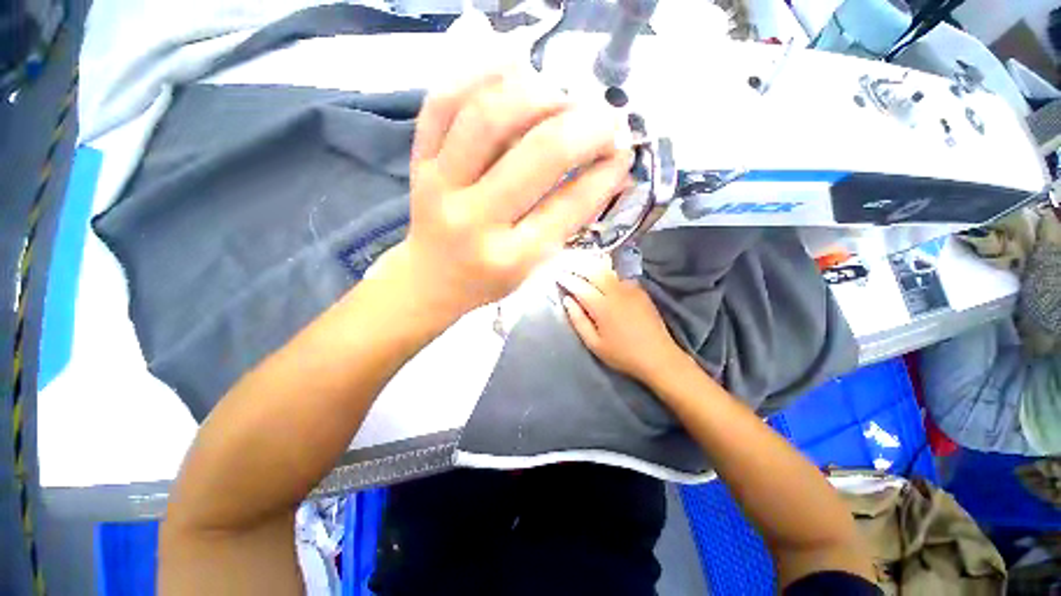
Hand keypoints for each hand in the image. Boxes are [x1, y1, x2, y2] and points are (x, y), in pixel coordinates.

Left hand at [385, 68, 633, 321]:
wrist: (432, 278)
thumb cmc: (489, 279)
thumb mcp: (535, 265)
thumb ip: (570, 221)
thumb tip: (612, 169)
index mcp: (512, 257)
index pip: (569, 204)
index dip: (605, 171)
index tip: (623, 151)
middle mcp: (475, 221)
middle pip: (538, 154)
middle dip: (585, 127)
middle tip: (605, 118)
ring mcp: (441, 186)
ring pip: (490, 115)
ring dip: (539, 93)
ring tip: (563, 96)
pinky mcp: (419, 162)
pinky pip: (443, 102)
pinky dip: (481, 73)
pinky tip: (513, 69)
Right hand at [557, 255, 686, 383]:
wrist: (658, 356)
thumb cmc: (622, 354)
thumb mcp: (594, 344)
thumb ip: (578, 320)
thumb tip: (568, 300)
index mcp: (602, 307)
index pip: (580, 286)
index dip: (567, 279)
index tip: (557, 274)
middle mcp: (615, 292)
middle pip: (593, 272)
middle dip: (578, 266)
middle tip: (566, 264)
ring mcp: (629, 289)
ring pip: (607, 270)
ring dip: (591, 265)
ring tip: (580, 263)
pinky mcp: (639, 290)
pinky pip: (619, 275)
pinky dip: (607, 271)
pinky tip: (602, 272)